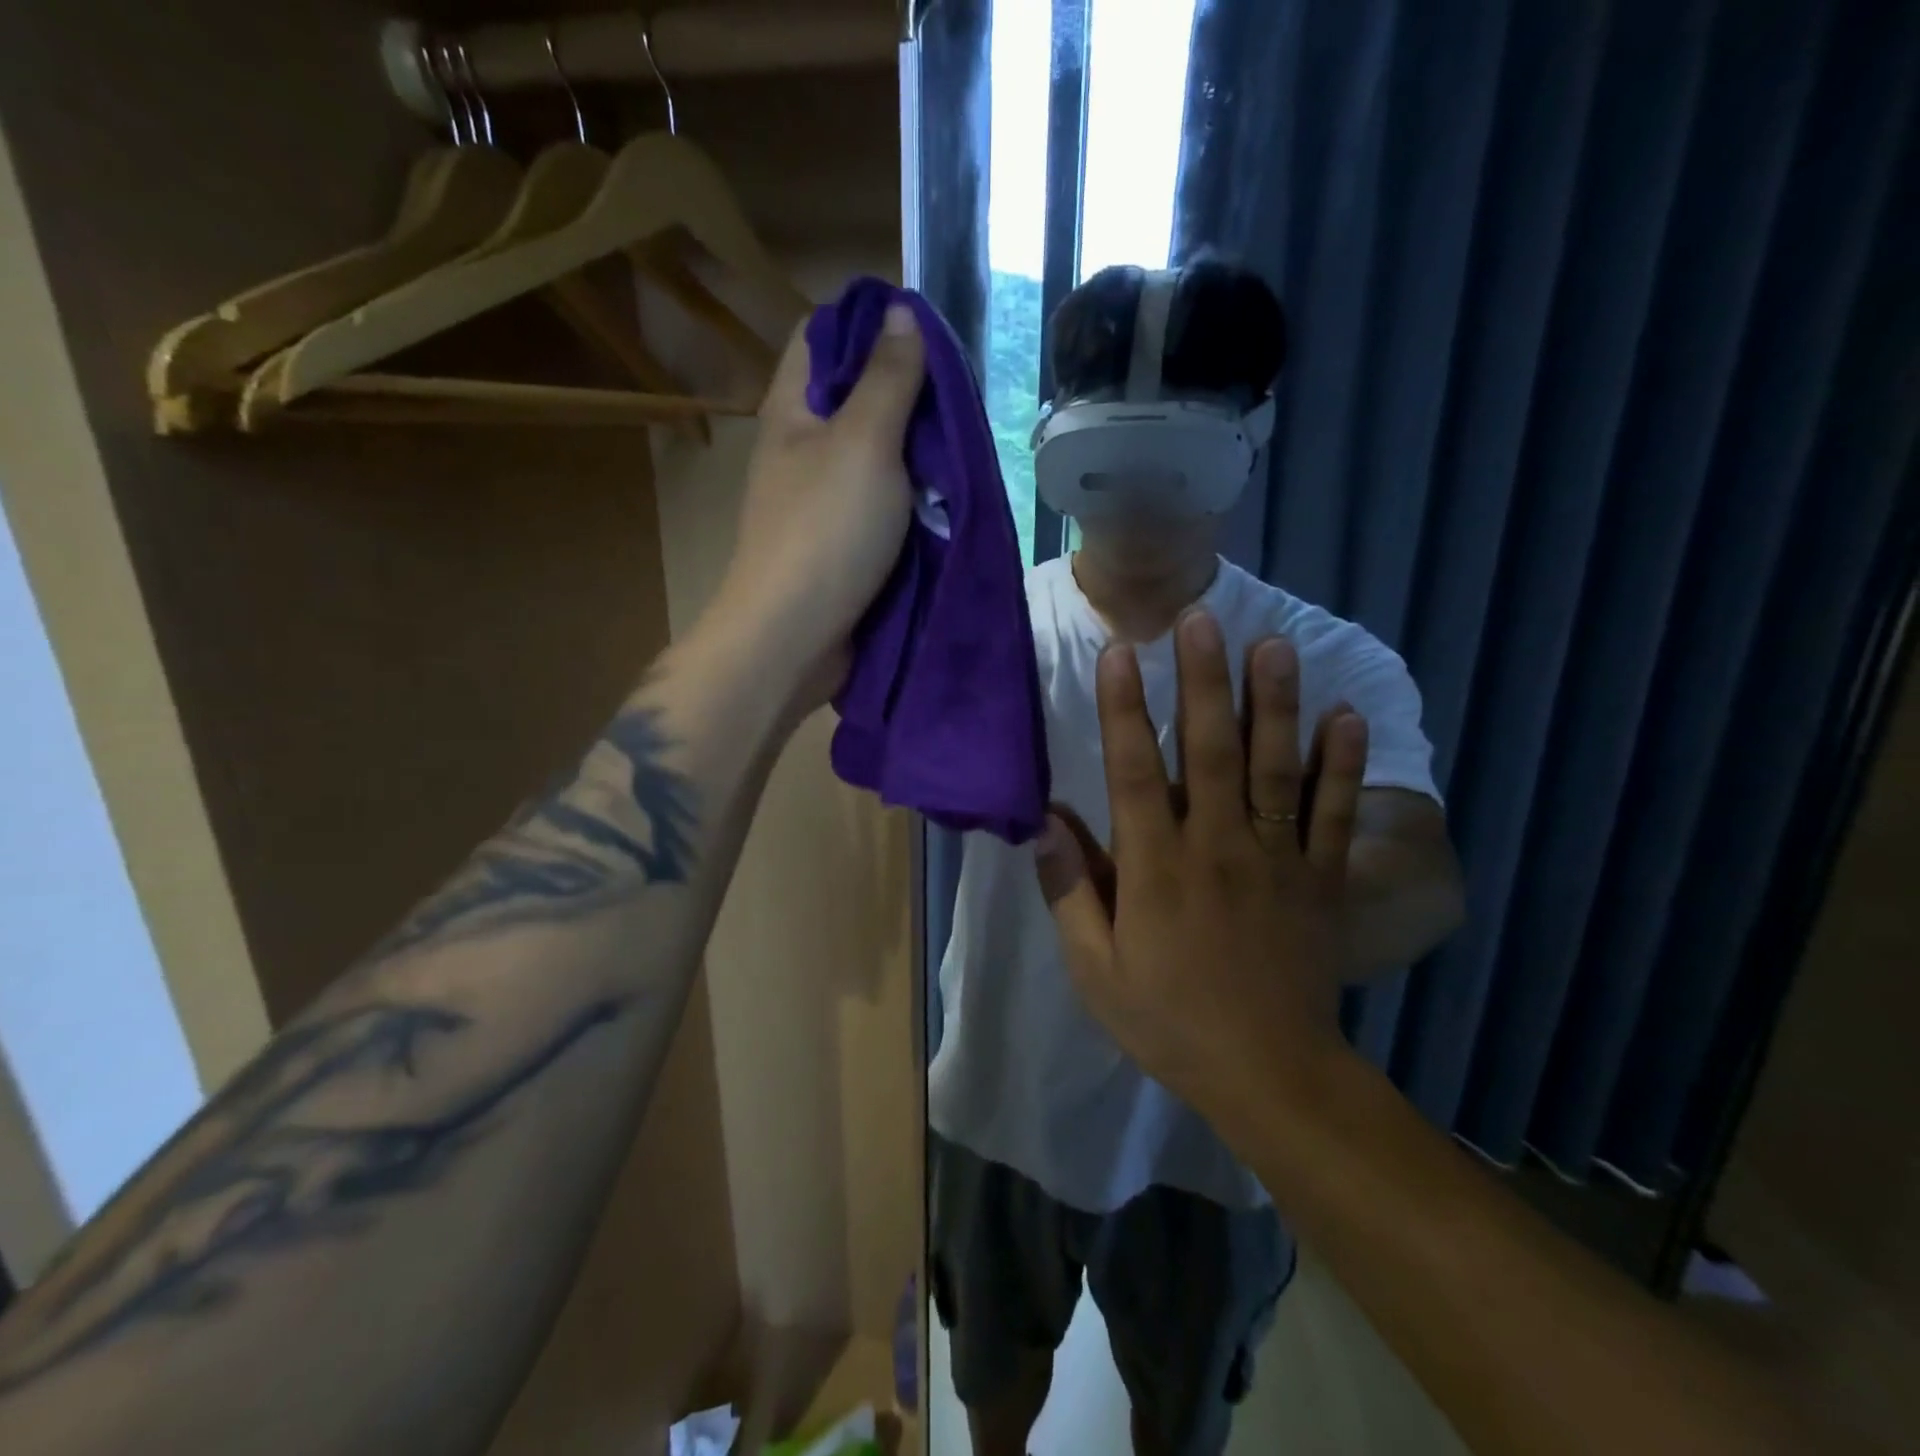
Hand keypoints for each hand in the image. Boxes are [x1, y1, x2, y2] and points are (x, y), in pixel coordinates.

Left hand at [716, 303, 925, 706]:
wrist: (795, 636)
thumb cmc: (826, 531)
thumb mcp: (864, 441)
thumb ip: (888, 378)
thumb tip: (901, 311)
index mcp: (792, 409)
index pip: (822, 336)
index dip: (869, 322)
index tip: (924, 332)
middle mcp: (802, 447)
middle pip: (854, 396)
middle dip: (906, 391)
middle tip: (958, 396)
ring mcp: (821, 498)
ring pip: (875, 453)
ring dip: (916, 449)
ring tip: (961, 443)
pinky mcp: (842, 541)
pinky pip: (882, 502)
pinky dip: (912, 495)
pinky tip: (946, 493)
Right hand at [1034, 611, 1369, 1128]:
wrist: (1270, 1075)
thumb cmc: (1168, 1019)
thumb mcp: (1094, 970)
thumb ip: (1068, 890)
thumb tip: (1043, 820)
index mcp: (1156, 869)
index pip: (1134, 773)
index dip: (1124, 710)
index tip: (1121, 653)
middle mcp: (1218, 848)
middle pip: (1210, 752)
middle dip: (1204, 681)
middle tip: (1201, 618)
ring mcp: (1278, 860)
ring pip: (1275, 769)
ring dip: (1274, 703)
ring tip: (1273, 643)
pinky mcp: (1323, 879)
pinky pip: (1337, 815)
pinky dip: (1343, 765)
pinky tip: (1347, 716)